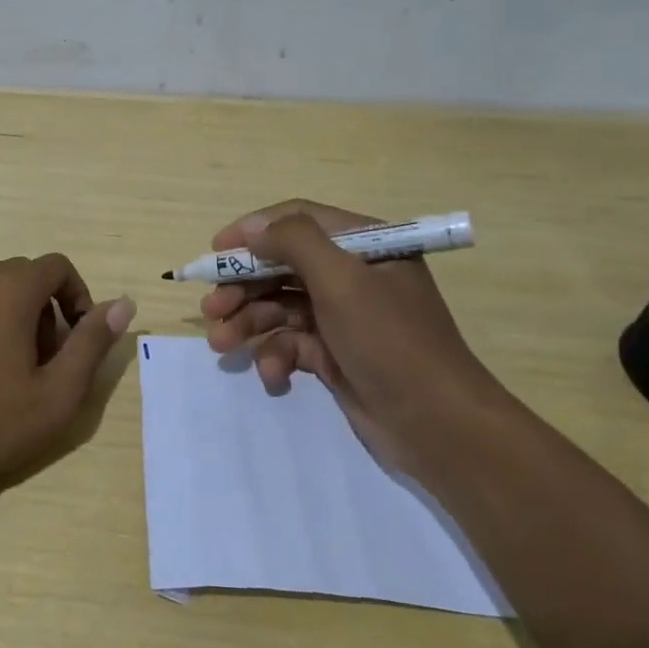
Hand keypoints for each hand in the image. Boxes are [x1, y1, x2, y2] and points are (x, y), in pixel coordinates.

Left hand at [0, 254, 135, 494]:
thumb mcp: (58, 393)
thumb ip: (92, 342)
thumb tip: (123, 303)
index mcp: (11, 288)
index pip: (57, 267)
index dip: (76, 296)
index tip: (76, 338)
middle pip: (21, 275)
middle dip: (41, 308)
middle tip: (39, 361)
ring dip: (2, 307)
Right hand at [200, 199, 507, 473]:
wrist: (437, 426)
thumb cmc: (390, 342)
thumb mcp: (343, 280)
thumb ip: (295, 242)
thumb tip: (253, 230)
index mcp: (363, 246)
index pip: (297, 221)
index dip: (253, 232)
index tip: (215, 252)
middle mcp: (352, 275)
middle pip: (281, 267)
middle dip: (242, 286)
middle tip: (211, 308)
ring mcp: (342, 317)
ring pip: (280, 307)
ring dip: (248, 323)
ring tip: (221, 344)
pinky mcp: (335, 354)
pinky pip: (292, 344)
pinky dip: (276, 357)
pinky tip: (273, 376)